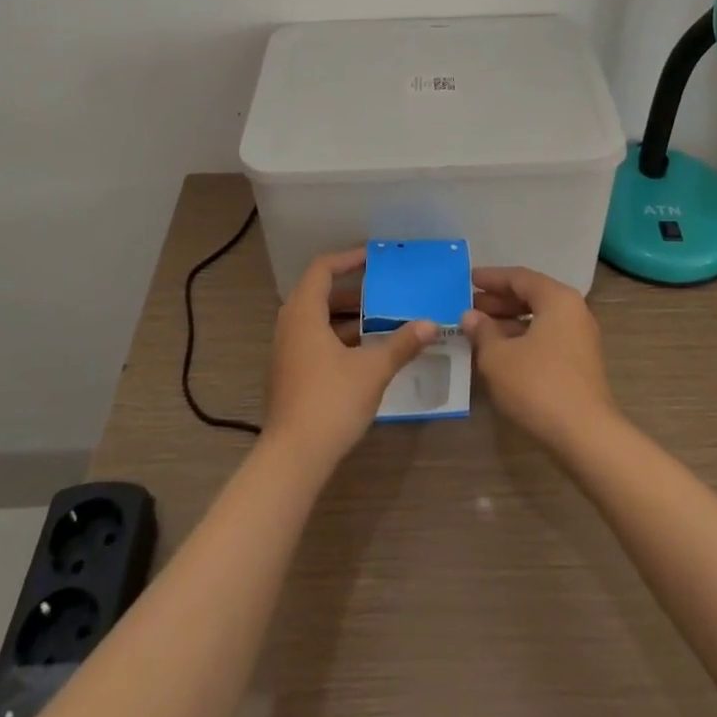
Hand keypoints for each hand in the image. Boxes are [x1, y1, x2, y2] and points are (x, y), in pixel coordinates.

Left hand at [265, 249, 438, 469]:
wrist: (292, 459)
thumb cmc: (331, 402)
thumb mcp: (373, 370)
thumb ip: (401, 344)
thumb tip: (430, 324)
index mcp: (304, 313)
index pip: (322, 269)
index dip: (348, 259)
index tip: (374, 257)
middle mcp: (289, 325)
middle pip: (318, 292)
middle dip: (351, 288)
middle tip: (382, 287)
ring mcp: (286, 351)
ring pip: (316, 318)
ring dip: (346, 314)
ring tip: (379, 317)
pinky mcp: (289, 373)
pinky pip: (313, 339)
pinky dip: (337, 336)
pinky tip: (364, 351)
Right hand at [461, 266, 617, 453]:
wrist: (585, 437)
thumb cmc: (538, 385)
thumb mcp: (498, 357)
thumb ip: (482, 331)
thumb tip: (470, 317)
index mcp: (557, 299)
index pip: (520, 277)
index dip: (492, 278)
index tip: (469, 280)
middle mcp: (573, 312)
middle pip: (531, 296)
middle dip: (499, 301)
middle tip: (470, 306)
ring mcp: (580, 339)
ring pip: (539, 320)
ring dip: (509, 323)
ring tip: (479, 331)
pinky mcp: (580, 365)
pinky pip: (546, 339)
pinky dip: (522, 340)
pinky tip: (500, 354)